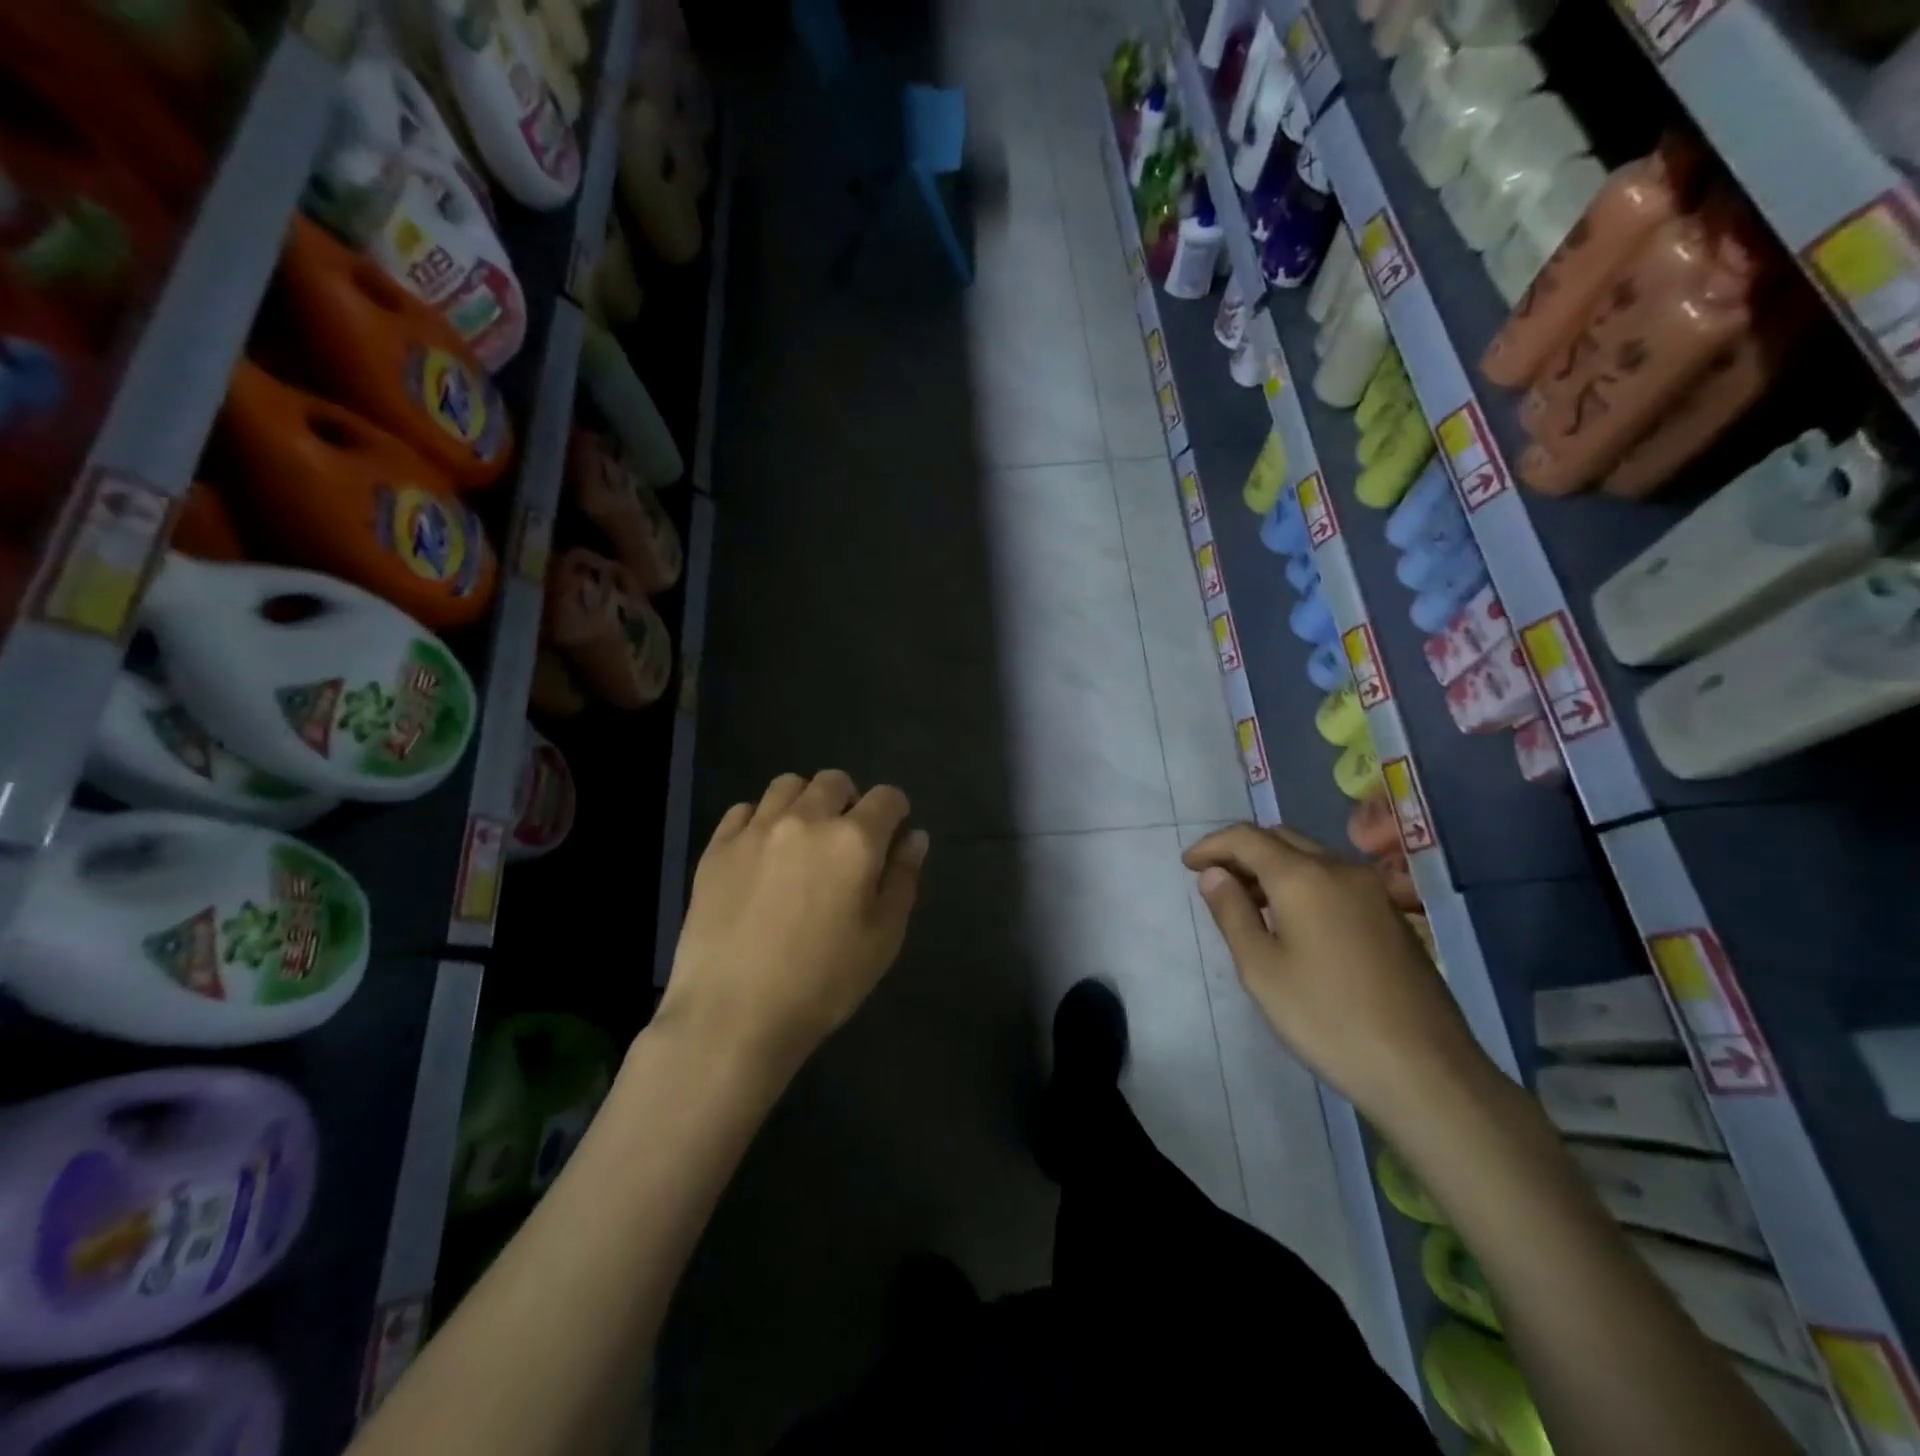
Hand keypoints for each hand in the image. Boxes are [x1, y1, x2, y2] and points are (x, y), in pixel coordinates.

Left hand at [659, 771, 928, 1078]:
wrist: (733, 1015)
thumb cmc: (823, 983)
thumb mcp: (883, 938)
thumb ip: (903, 879)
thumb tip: (915, 837)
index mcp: (854, 840)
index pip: (887, 797)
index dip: (896, 812)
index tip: (892, 837)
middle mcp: (806, 820)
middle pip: (834, 781)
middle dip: (849, 801)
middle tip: (846, 841)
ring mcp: (756, 830)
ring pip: (787, 785)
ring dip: (805, 802)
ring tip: (802, 839)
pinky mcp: (717, 848)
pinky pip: (744, 810)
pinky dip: (760, 820)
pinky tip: (762, 853)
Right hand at [1182, 824, 1486, 1121]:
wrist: (1425, 1070)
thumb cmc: (1327, 1018)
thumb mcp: (1261, 969)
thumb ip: (1232, 913)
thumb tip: (1214, 874)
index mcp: (1304, 877)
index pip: (1247, 838)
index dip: (1212, 846)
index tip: (1187, 865)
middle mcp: (1341, 869)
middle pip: (1281, 839)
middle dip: (1243, 851)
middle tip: (1215, 881)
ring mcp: (1373, 892)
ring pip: (1311, 857)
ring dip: (1273, 866)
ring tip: (1248, 902)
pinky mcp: (1392, 916)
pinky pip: (1334, 879)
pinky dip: (1303, 883)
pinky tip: (1293, 921)